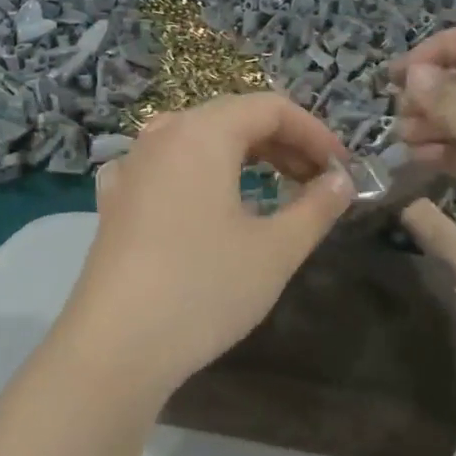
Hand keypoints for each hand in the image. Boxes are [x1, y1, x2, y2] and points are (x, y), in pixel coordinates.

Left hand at [51, 93, 353, 396]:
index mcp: (201, 133)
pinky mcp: (114, 201)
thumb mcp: (275, 250)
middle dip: (282, 144)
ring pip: (197, 142)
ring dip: (241, 158)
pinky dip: (199, 175)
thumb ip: (316, 207)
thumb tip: (341, 181)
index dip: (314, 132)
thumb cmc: (204, 288)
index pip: (269, 107)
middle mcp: (161, 136)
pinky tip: (206, 204)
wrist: (115, 347)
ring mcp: (130, 167)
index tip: (341, 169)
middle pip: (231, 118)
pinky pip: (165, 168)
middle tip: (316, 182)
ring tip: (272, 191)